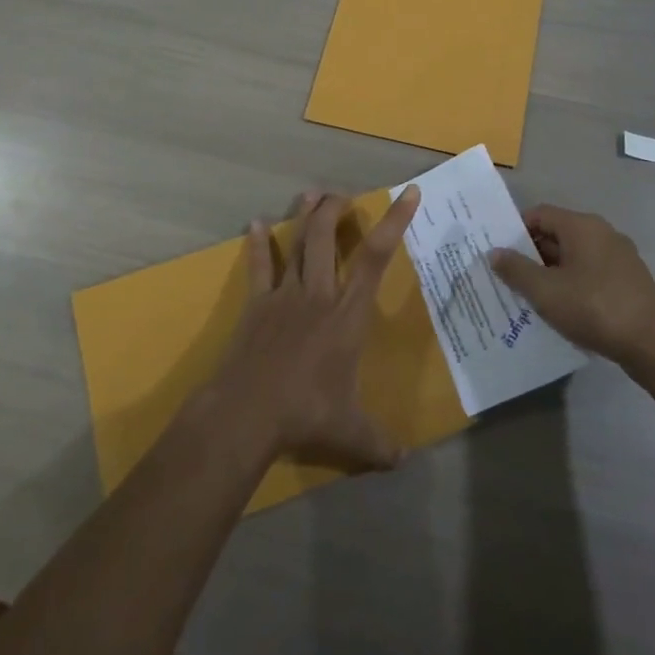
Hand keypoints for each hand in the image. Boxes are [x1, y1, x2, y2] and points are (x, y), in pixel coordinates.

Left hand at [204, 186, 420, 471]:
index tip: (408, 193)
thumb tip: (403, 461)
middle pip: (326, 237)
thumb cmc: (305, 414)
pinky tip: (253, 224)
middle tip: (344, 195)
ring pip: (296, 243)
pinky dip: (256, 244)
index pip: (376, 258)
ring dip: (305, 215)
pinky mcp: (256, 304)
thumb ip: (379, 443)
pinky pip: (258, 267)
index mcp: (347, 315)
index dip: (394, 222)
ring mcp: (283, 295)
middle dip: (336, 209)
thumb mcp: (351, 433)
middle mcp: (318, 294)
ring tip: (313, 194)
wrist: (246, 412)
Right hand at [491, 205, 654, 368]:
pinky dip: (573, 286)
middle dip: (531, 255)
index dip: (516, 231)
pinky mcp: (629, 282)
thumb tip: (494, 252)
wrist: (654, 345)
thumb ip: (516, 270)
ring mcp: (619, 257)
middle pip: (557, 235)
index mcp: (582, 226)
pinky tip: (562, 310)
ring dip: (551, 273)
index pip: (539, 214)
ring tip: (529, 297)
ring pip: (574, 257)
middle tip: (508, 278)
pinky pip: (591, 274)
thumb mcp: (546, 291)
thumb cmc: (594, 308)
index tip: (499, 253)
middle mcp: (602, 233)